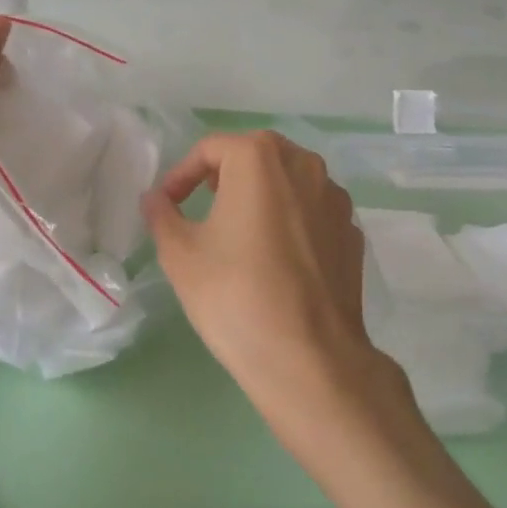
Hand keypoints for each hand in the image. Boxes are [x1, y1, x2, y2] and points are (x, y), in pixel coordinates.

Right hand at [142, 131, 391, 435]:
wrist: (310, 358)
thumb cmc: (236, 295)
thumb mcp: (181, 254)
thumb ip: (162, 215)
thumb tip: (154, 198)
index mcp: (259, 157)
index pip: (211, 148)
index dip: (182, 174)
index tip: (169, 205)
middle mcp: (304, 164)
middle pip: (255, 156)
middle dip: (224, 176)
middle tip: (203, 207)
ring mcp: (335, 197)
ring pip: (289, 181)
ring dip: (261, 195)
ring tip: (240, 232)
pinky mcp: (352, 231)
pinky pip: (312, 211)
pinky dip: (291, 221)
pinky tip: (278, 258)